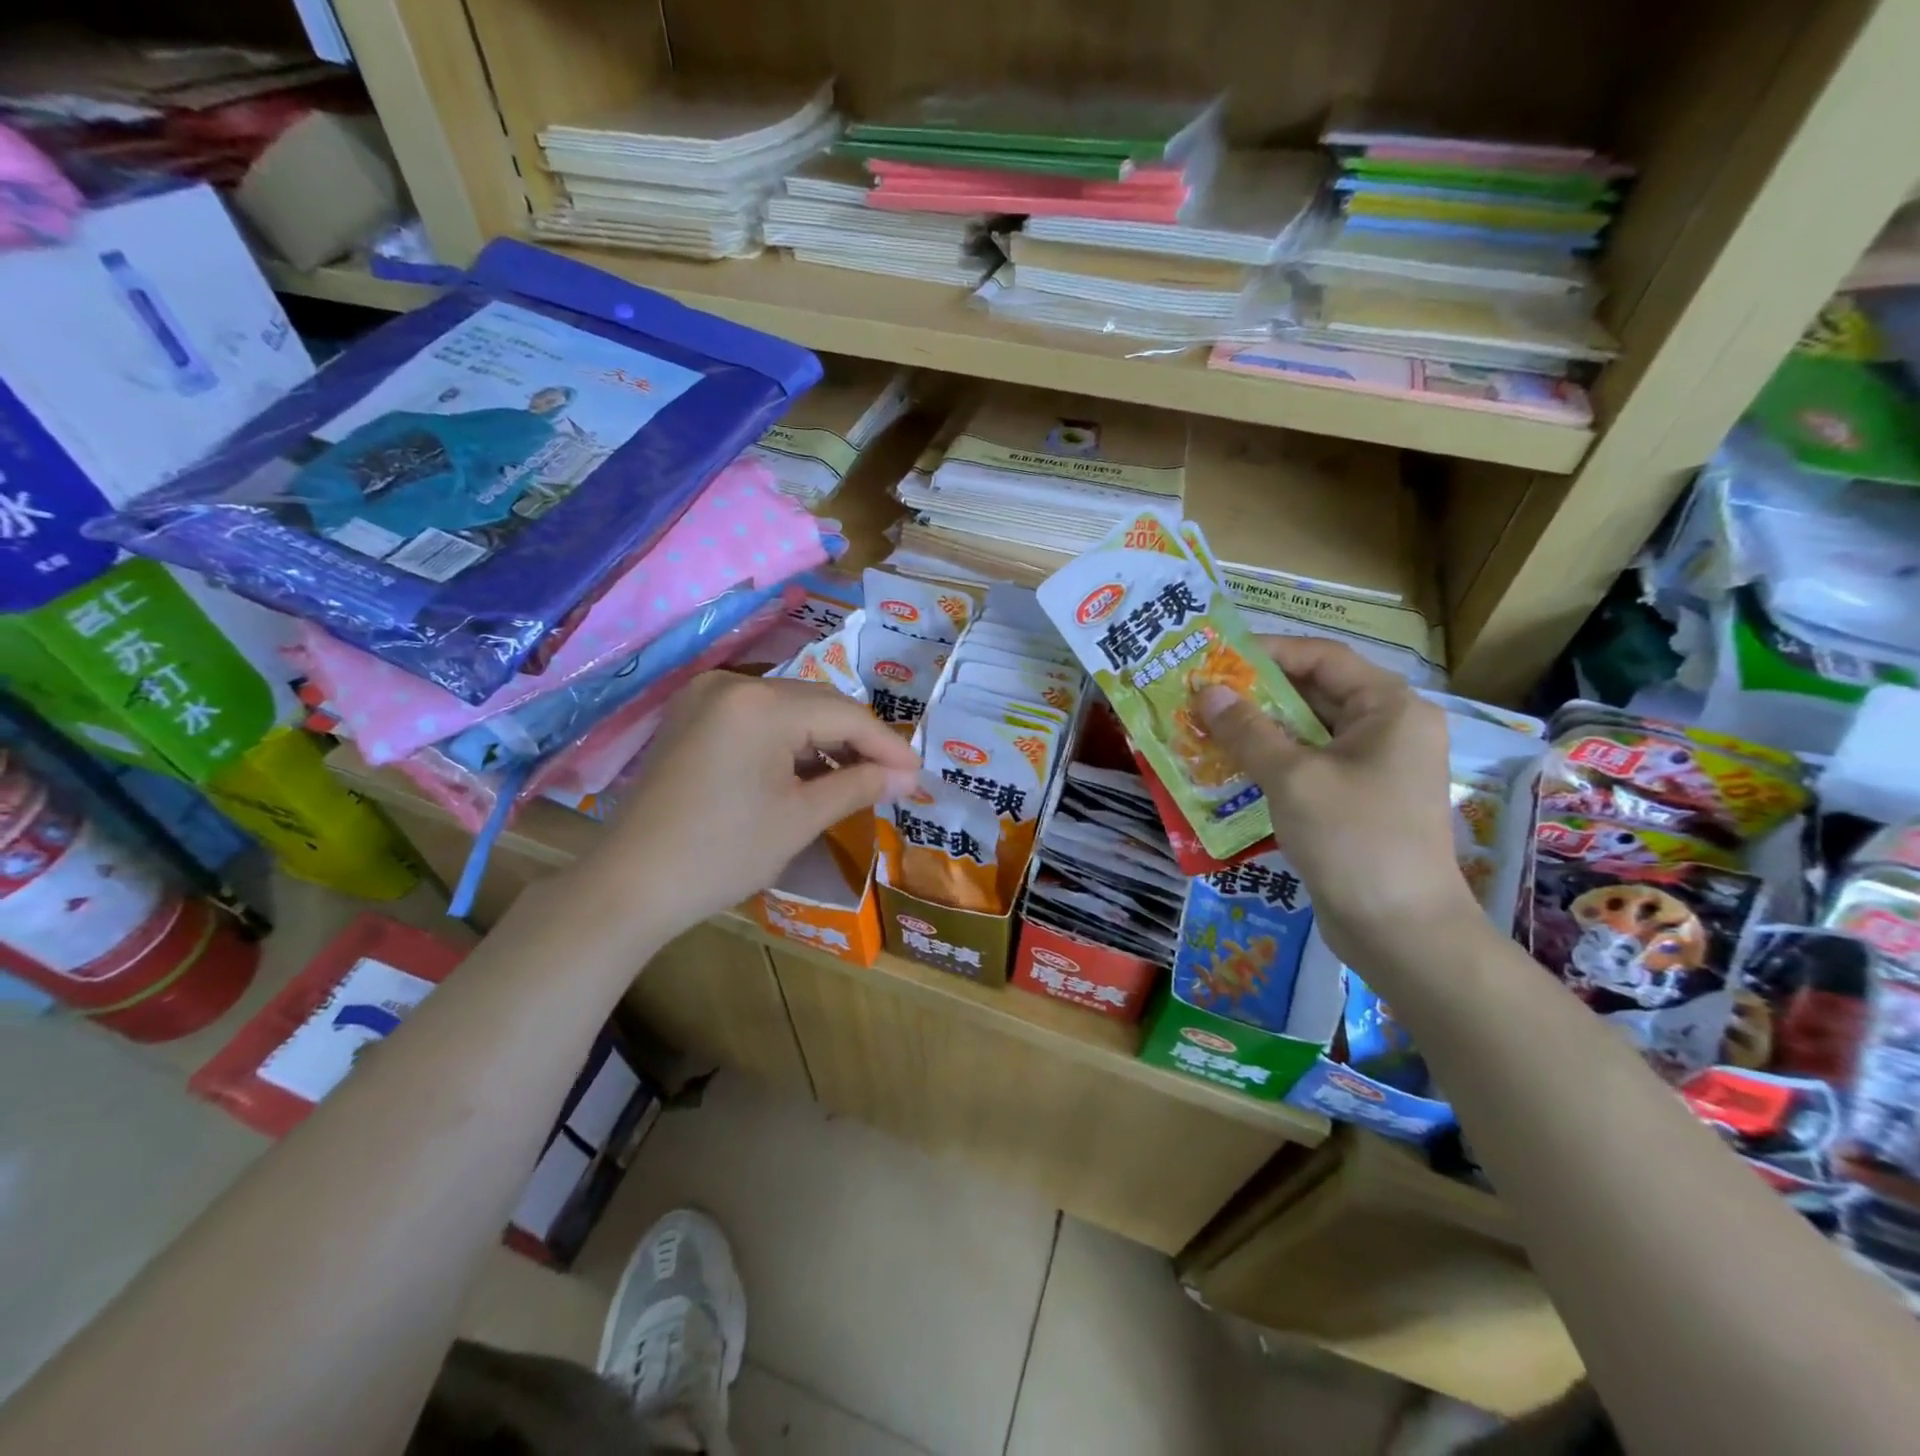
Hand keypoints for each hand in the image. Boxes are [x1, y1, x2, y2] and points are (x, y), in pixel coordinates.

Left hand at [586, 672, 920, 934]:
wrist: (629, 885)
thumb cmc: (722, 854)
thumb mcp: (800, 819)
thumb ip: (860, 786)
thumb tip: (907, 776)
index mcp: (761, 704)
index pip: (846, 715)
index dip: (888, 745)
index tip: (917, 775)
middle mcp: (734, 683)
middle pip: (818, 702)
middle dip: (858, 740)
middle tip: (892, 778)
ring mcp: (707, 696)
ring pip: (790, 707)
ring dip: (826, 739)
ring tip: (856, 779)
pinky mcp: (693, 715)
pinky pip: (759, 717)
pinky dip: (790, 740)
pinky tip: (809, 771)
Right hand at [1196, 638, 1481, 967]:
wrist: (1401, 932)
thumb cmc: (1354, 840)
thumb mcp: (1293, 778)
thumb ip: (1248, 731)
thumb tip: (1206, 693)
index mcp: (1390, 709)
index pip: (1323, 658)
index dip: (1269, 652)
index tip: (1216, 658)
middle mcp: (1387, 730)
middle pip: (1314, 694)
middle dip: (1255, 695)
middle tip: (1200, 695)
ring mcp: (1373, 769)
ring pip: (1307, 734)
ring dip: (1257, 731)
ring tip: (1203, 729)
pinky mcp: (1356, 802)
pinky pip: (1308, 767)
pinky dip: (1270, 764)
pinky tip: (1227, 770)